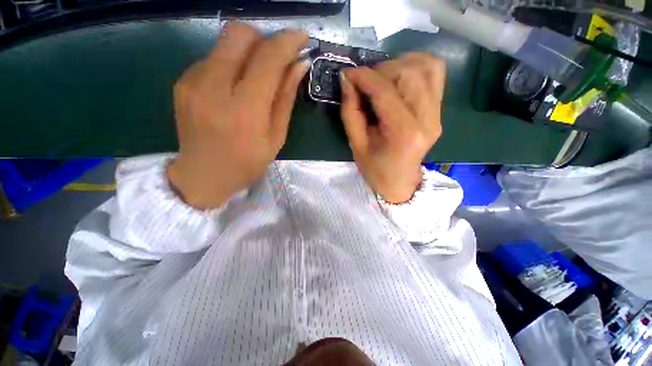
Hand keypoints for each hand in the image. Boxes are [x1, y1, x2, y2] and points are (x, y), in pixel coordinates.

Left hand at [167, 22, 308, 208]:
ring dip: (248, 53)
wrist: (202, 175)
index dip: (287, 41)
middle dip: (265, 39)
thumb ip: (285, 98)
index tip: (302, 38)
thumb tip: (299, 65)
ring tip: (256, 79)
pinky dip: (231, 65)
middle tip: (277, 60)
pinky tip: (234, 89)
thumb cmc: (247, 163)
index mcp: (244, 110)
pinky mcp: (183, 81)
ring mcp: (193, 81)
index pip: (268, 59)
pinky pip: (213, 58)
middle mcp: (214, 87)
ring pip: (226, 43)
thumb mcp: (276, 137)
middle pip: (240, 34)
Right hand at [340, 53, 445, 203]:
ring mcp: (438, 113)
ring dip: (398, 65)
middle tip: (365, 82)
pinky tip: (399, 77)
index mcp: (403, 133)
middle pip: (408, 72)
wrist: (400, 182)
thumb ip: (350, 110)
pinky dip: (416, 66)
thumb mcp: (356, 144)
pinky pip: (435, 72)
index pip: (385, 91)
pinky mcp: (440, 110)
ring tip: (381, 79)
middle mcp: (427, 119)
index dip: (364, 77)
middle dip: (381, 70)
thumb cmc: (376, 169)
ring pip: (426, 66)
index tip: (347, 74)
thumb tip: (347, 79)